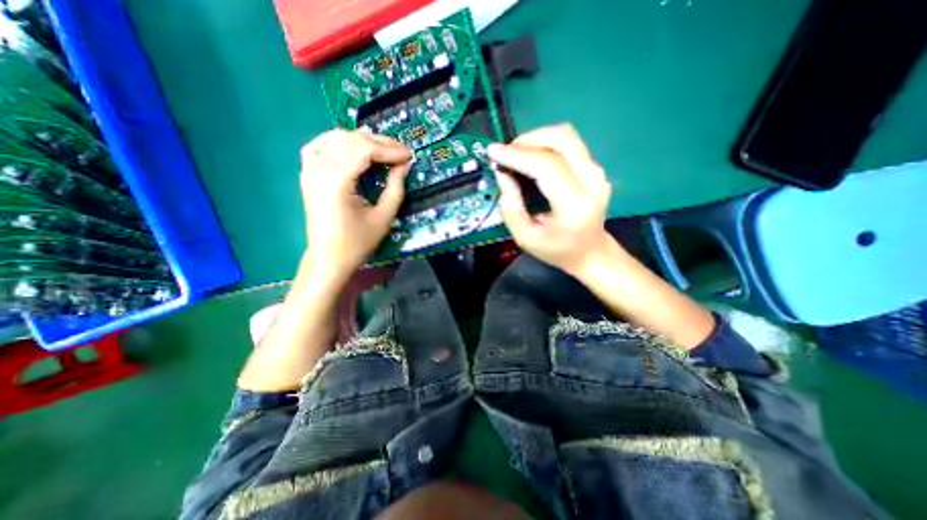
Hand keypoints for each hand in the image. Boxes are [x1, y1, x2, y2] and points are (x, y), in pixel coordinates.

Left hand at [302, 128, 407, 280]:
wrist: (328, 257)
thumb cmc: (357, 242)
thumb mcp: (384, 217)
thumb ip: (396, 188)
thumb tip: (404, 165)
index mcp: (336, 181)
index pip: (364, 149)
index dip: (389, 149)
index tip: (409, 156)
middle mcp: (319, 168)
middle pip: (351, 139)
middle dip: (380, 142)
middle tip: (401, 152)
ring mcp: (309, 168)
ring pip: (337, 138)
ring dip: (363, 140)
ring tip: (384, 150)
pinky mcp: (307, 172)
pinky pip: (322, 144)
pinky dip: (340, 141)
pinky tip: (354, 147)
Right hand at [486, 123, 622, 275]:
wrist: (590, 252)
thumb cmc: (557, 249)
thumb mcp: (525, 237)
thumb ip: (510, 207)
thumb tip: (502, 173)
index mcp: (574, 206)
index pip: (547, 166)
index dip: (517, 155)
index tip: (493, 152)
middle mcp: (592, 182)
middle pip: (561, 139)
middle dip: (527, 140)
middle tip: (506, 153)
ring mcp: (597, 172)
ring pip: (565, 135)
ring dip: (536, 138)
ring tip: (516, 154)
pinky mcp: (595, 167)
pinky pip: (568, 143)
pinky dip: (545, 144)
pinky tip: (531, 157)